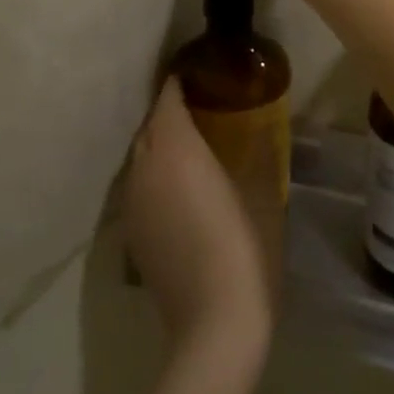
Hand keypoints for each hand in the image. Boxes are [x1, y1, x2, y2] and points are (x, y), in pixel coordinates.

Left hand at [124, 79, 273, 360]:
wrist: (214, 321)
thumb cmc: (245, 245)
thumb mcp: (261, 190)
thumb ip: (255, 152)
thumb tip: (258, 131)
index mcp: (176, 147)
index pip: (168, 97)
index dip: (181, 81)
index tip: (204, 72)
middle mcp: (145, 167)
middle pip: (150, 124)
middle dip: (171, 111)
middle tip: (205, 106)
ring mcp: (133, 203)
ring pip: (141, 156)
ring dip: (162, 143)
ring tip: (194, 143)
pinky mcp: (132, 233)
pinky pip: (140, 185)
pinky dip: (156, 173)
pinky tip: (182, 187)